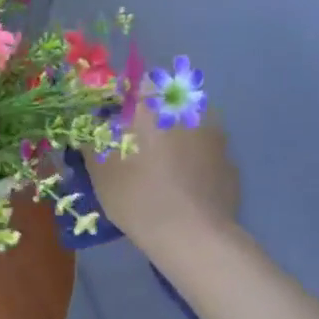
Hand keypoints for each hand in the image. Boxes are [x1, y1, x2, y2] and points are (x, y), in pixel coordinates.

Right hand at [90, 104, 240, 254]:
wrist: (192, 235)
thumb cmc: (136, 195)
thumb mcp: (99, 168)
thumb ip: (91, 138)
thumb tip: (89, 127)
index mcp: (154, 104)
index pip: (132, 83)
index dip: (118, 101)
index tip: (108, 122)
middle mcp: (188, 109)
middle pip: (161, 103)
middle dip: (146, 118)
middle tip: (130, 146)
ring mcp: (216, 134)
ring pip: (185, 126)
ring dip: (170, 137)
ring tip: (156, 168)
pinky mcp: (229, 161)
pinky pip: (202, 151)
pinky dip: (190, 161)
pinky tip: (179, 186)